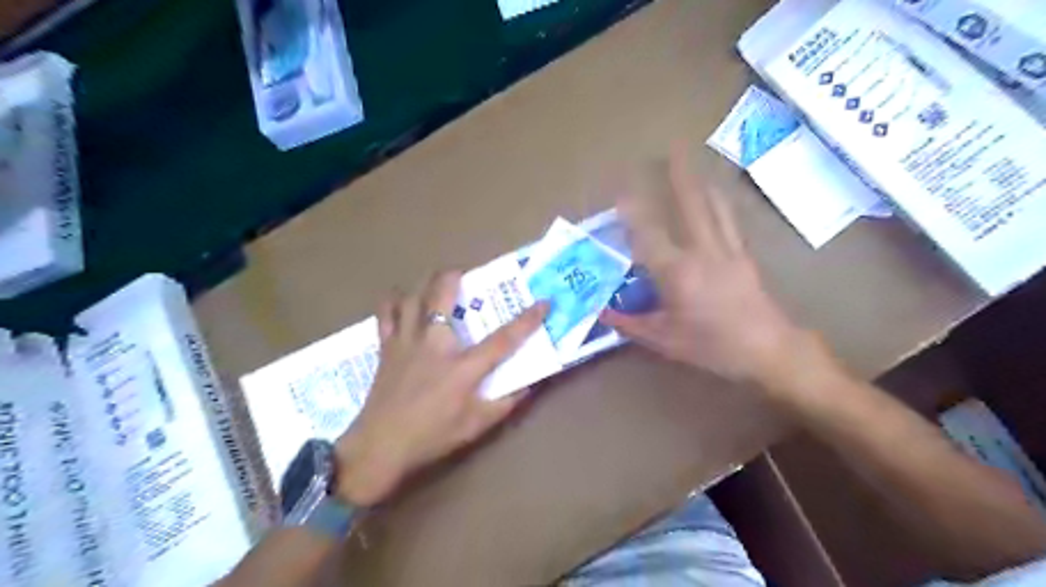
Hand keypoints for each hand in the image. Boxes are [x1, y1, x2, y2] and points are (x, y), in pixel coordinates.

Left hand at [333, 272, 547, 505]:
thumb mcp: (475, 426)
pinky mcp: (386, 347)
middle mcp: (435, 344)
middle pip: (442, 295)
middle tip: (465, 273)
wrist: (380, 447)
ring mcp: (407, 342)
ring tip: (435, 283)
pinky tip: (400, 301)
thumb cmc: (431, 437)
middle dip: (454, 276)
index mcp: (462, 367)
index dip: (527, 320)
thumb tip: (528, 386)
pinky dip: (393, 302)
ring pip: (412, 297)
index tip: (544, 302)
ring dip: (425, 284)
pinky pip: (386, 314)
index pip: (503, 339)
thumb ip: (505, 404)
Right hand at [606, 145, 815, 387]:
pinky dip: (720, 204)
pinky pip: (730, 221)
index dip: (632, 212)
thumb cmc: (713, 347)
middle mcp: (702, 252)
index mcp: (677, 273)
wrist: (769, 350)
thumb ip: (630, 324)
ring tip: (694, 163)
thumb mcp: (665, 340)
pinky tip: (718, 197)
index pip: (648, 235)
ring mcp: (727, 251)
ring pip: (713, 208)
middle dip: (678, 177)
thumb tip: (602, 313)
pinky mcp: (744, 257)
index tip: (620, 192)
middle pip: (690, 206)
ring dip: (701, 183)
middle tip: (673, 150)